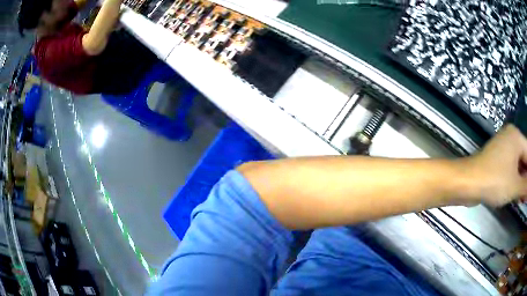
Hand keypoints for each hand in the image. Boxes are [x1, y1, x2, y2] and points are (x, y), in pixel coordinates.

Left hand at [463, 124, 526, 206]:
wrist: (467, 182)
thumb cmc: (495, 181)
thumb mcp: (515, 186)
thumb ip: (526, 185)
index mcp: (516, 137)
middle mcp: (510, 138)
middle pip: (524, 158)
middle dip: (526, 178)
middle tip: (526, 197)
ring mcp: (503, 147)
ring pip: (518, 164)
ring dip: (521, 181)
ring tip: (523, 198)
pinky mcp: (497, 158)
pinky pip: (511, 168)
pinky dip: (515, 179)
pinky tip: (516, 193)